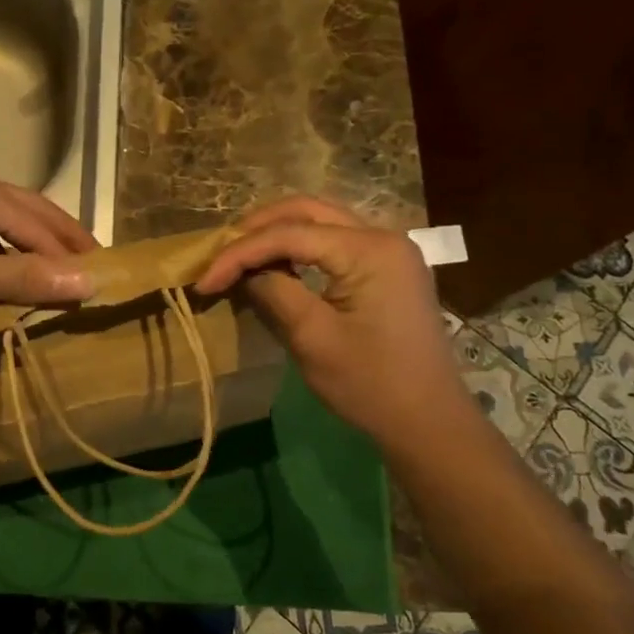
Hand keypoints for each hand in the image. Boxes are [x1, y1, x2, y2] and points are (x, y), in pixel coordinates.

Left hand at [0, 161, 95, 325]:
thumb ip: (25, 279)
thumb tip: (89, 281)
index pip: (41, 224)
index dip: (72, 254)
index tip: (103, 279)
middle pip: (26, 210)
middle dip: (60, 238)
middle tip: (93, 264)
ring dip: (28, 243)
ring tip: (54, 270)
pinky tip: (1, 269)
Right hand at [196, 197, 467, 451]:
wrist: (429, 422)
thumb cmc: (371, 384)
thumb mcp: (312, 338)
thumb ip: (273, 291)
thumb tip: (242, 271)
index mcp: (369, 249)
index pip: (289, 234)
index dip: (240, 253)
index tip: (204, 280)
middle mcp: (382, 236)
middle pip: (306, 211)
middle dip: (256, 229)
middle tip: (219, 254)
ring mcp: (389, 249)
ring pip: (319, 220)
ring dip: (276, 233)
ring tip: (239, 257)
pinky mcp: (386, 267)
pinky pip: (334, 240)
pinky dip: (299, 246)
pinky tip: (275, 264)